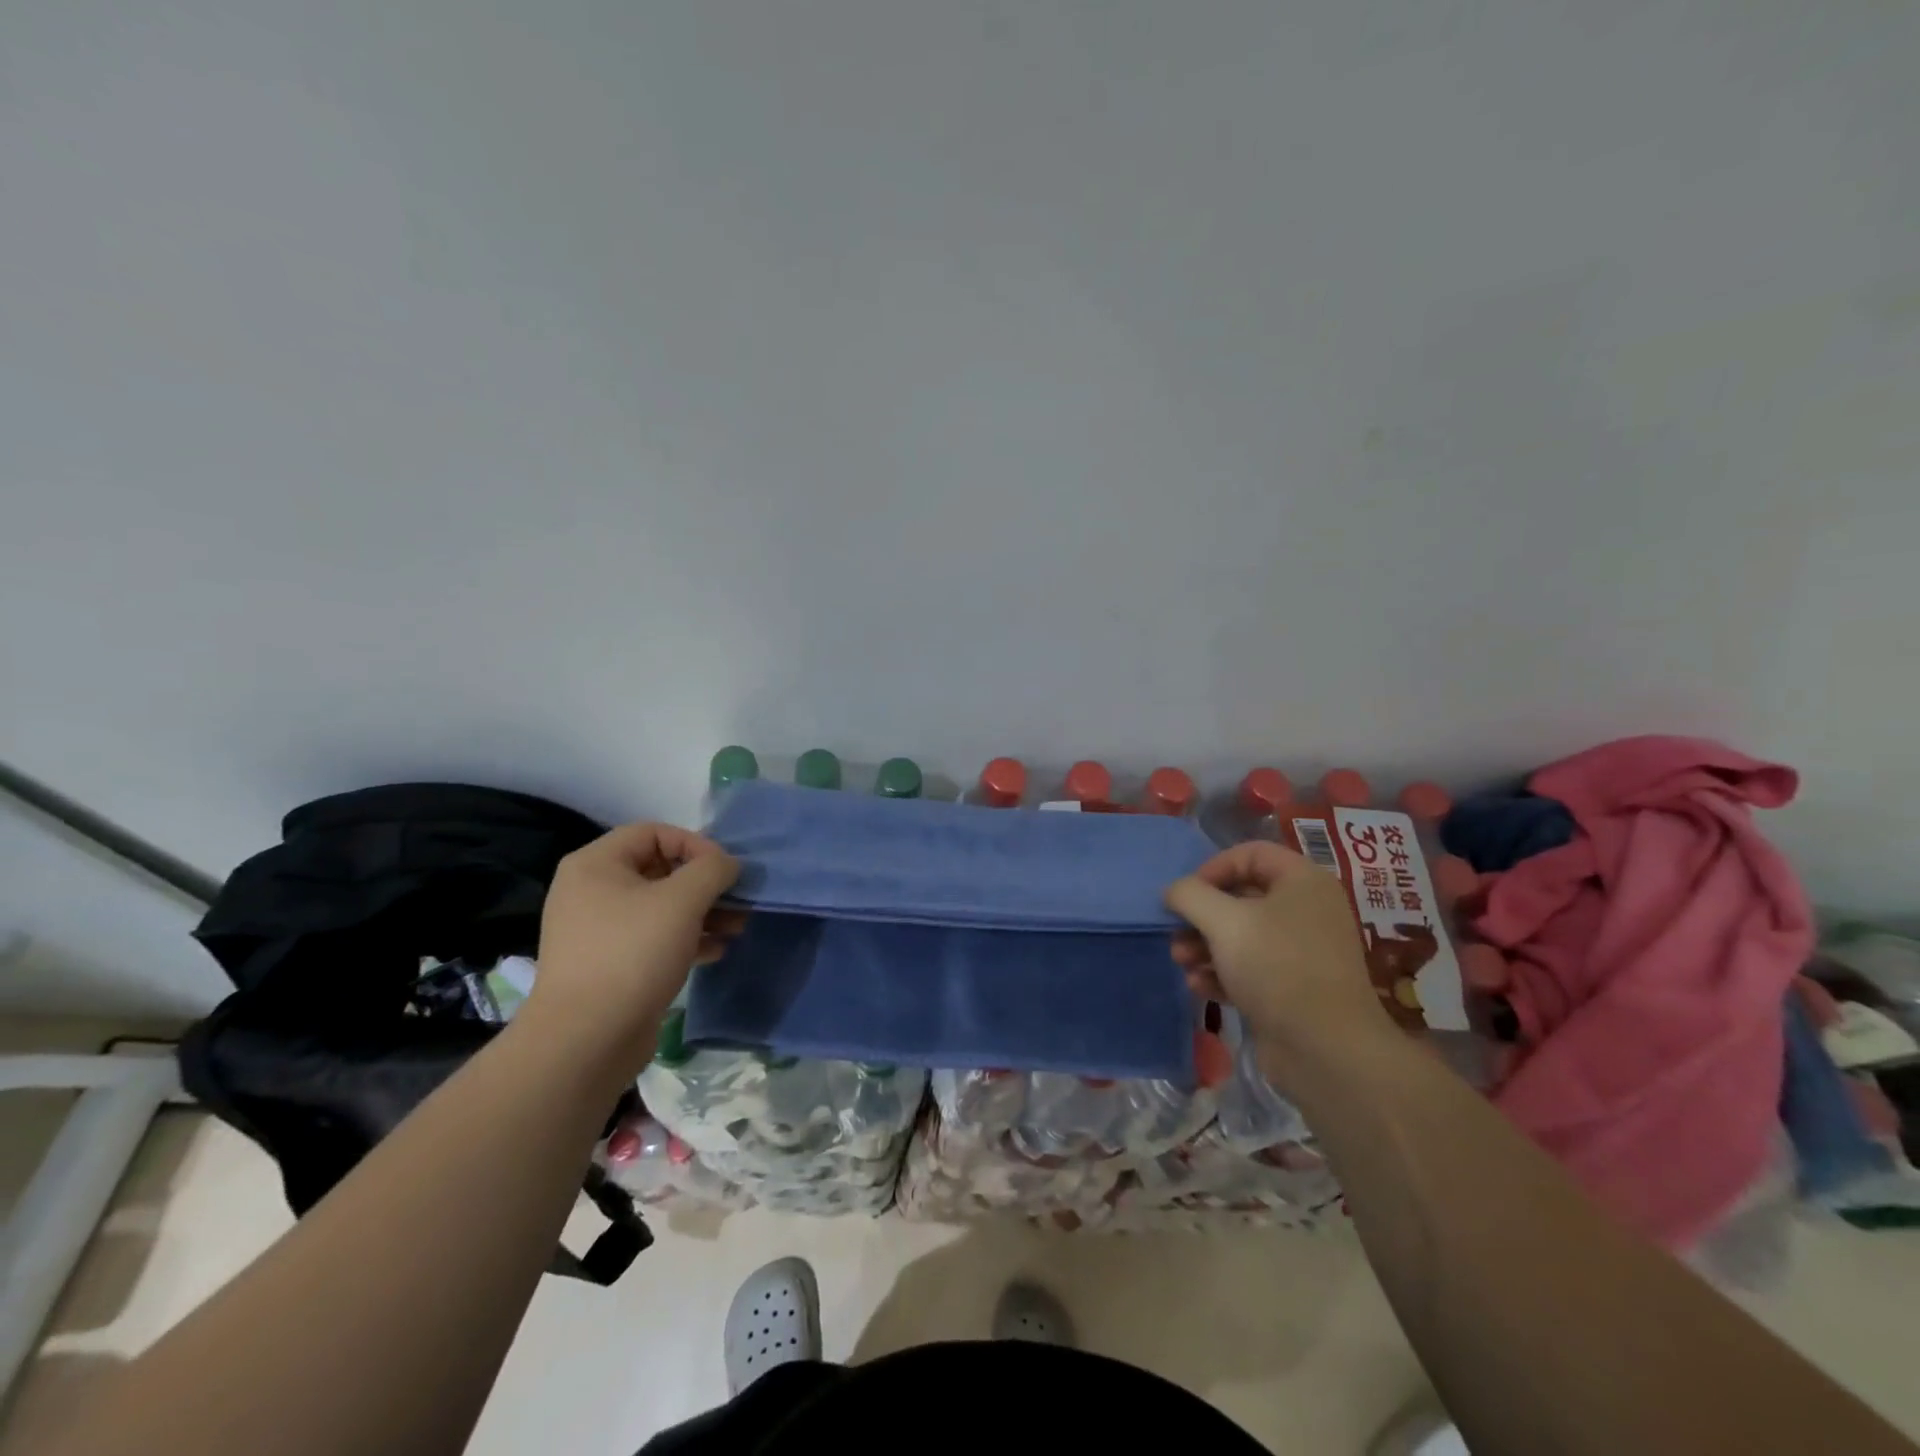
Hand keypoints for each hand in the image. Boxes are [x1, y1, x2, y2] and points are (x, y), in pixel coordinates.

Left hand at [527, 822, 743, 1064]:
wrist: (585, 1040)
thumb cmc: (632, 954)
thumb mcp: (682, 901)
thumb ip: (712, 870)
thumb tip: (727, 865)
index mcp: (596, 865)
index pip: (654, 832)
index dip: (695, 844)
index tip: (725, 871)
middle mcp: (592, 891)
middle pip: (660, 869)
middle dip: (706, 883)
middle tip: (739, 899)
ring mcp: (599, 931)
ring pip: (662, 907)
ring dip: (704, 912)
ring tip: (738, 926)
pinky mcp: (611, 964)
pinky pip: (655, 938)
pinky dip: (688, 939)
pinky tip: (717, 951)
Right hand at [1167, 841, 1394, 1074]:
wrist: (1326, 1050)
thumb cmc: (1276, 968)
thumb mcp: (1224, 921)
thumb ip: (1190, 895)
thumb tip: (1174, 891)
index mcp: (1303, 881)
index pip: (1250, 853)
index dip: (1213, 867)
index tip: (1187, 894)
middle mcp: (1306, 910)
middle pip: (1241, 896)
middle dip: (1201, 915)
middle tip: (1176, 932)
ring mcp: (1301, 951)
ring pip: (1241, 934)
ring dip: (1204, 945)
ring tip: (1182, 962)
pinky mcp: (1291, 988)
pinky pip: (1249, 967)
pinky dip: (1221, 973)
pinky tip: (1199, 987)